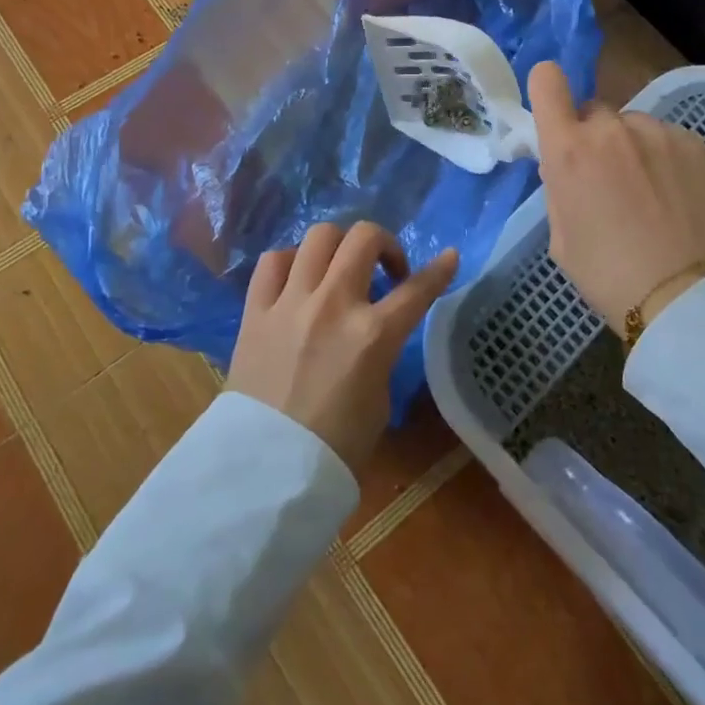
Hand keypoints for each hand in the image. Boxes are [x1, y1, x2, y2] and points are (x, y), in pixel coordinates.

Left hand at [226, 221, 458, 473]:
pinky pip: (273, 261)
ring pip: (319, 236)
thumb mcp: (380, 397)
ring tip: (339, 269)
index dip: (439, 270)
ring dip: (339, 246)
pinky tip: (298, 279)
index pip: (418, 289)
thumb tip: (374, 330)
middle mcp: (334, 304)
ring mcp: (291, 302)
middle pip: (365, 238)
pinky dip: (291, 262)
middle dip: (385, 244)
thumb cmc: (336, 445)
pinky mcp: (256, 309)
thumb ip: (381, 350)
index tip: (448, 257)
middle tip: (385, 270)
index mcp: (373, 334)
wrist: (268, 468)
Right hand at [529, 61, 704, 337]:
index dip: (546, 89)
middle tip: (606, 179)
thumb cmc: (608, 275)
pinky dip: (665, 158)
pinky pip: (667, 139)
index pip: (547, 81)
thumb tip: (566, 164)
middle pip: (594, 111)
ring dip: (632, 147)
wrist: (685, 298)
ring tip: (649, 193)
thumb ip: (559, 186)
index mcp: (569, 150)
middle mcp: (612, 129)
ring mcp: (659, 132)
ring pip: (633, 126)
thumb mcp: (560, 236)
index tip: (553, 110)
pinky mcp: (696, 144)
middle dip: (593, 137)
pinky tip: (675, 196)